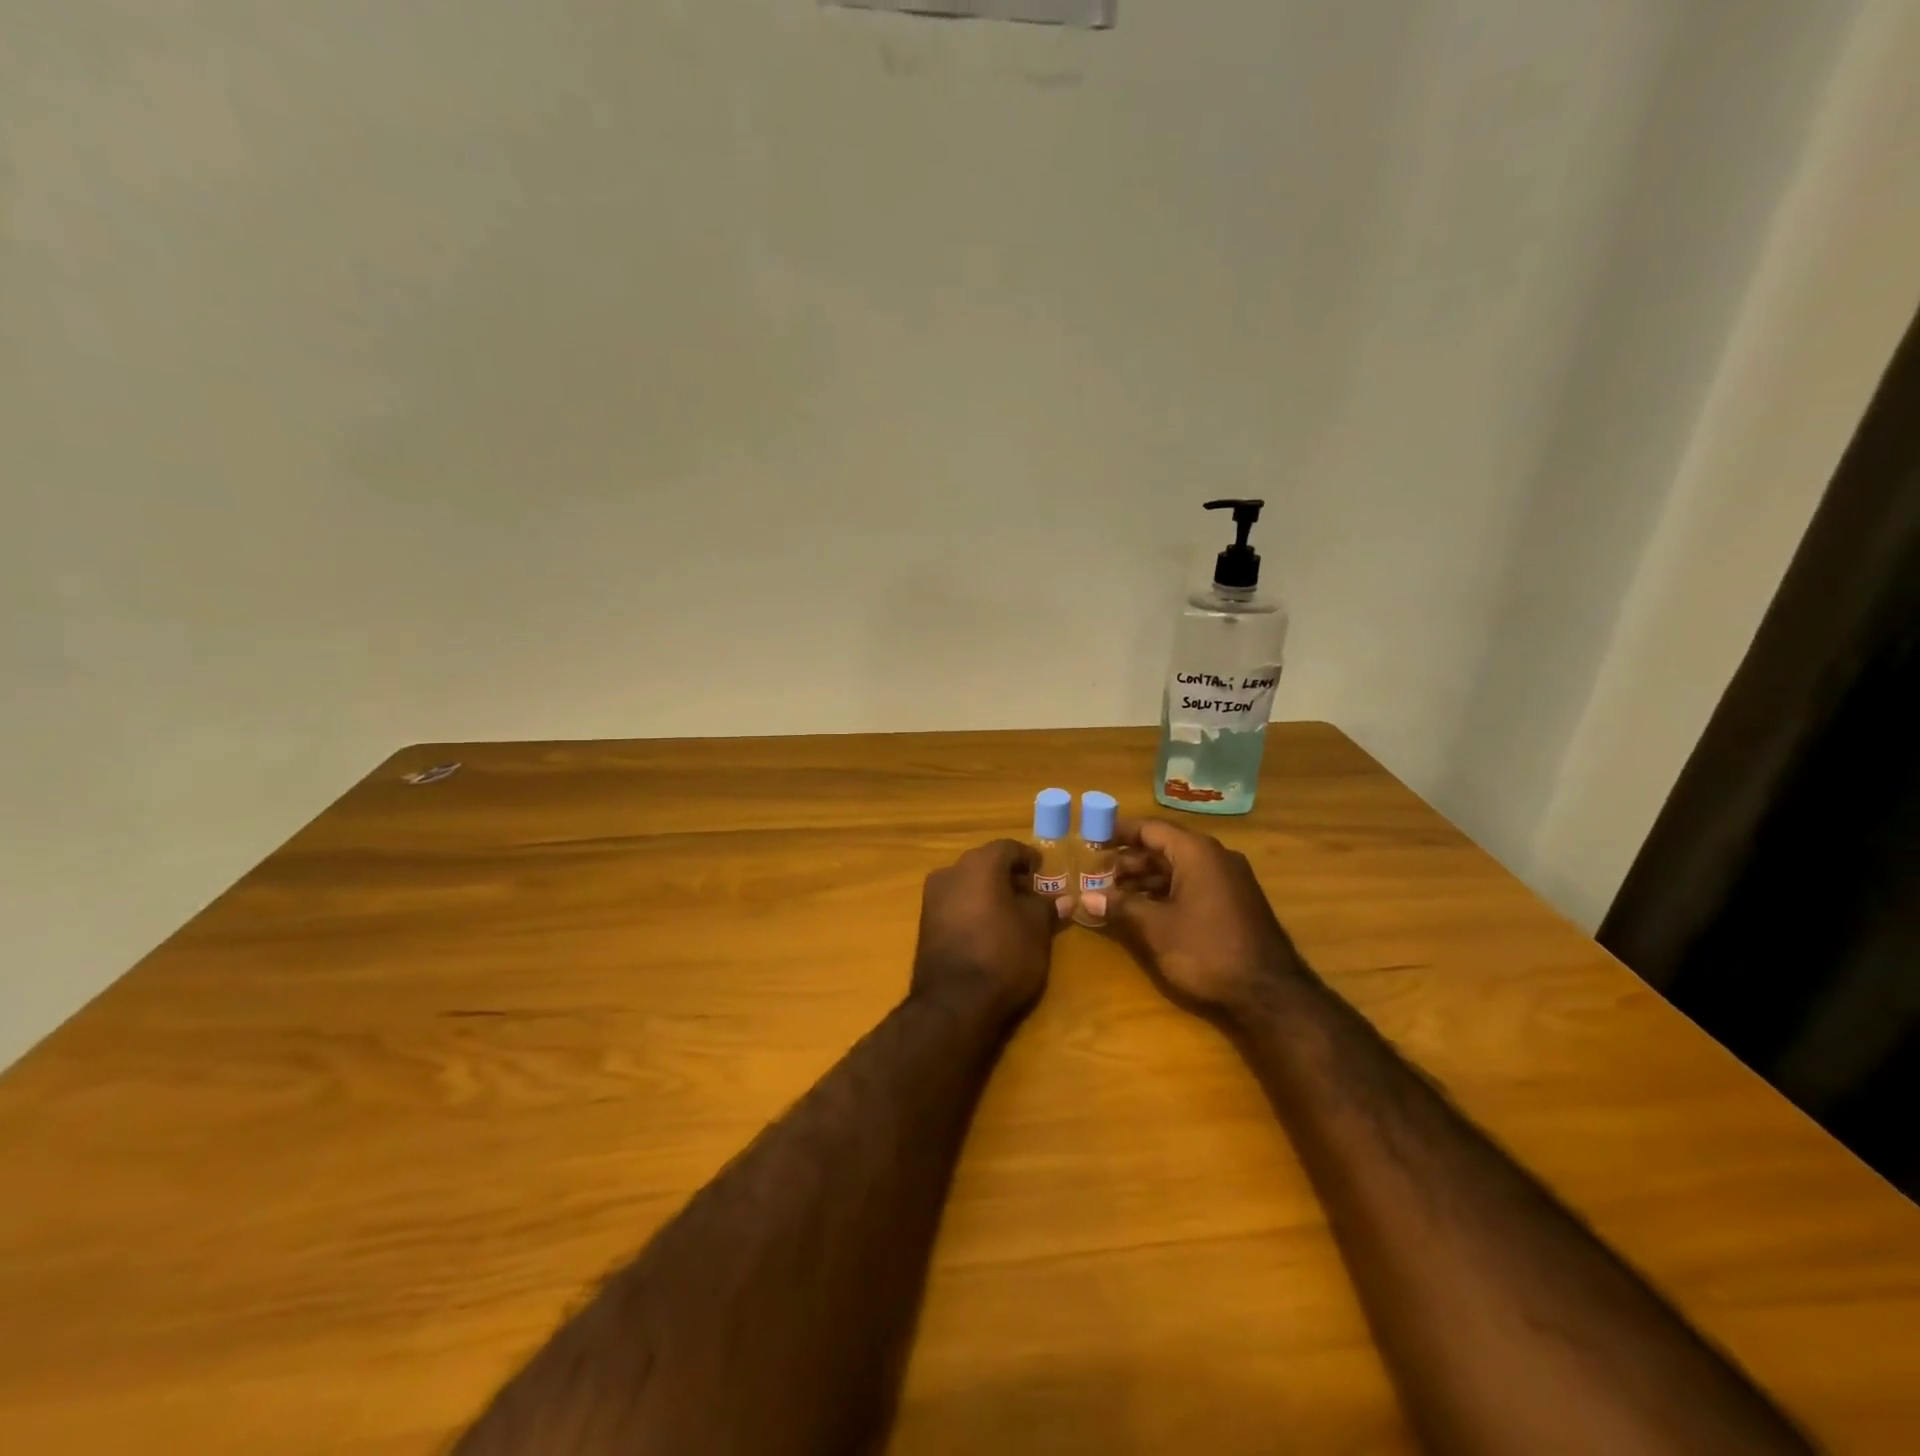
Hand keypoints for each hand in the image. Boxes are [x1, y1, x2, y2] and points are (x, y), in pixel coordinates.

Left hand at [911, 839, 1060, 1024]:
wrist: (953, 1003)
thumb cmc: (1003, 955)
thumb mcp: (1036, 930)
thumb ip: (1046, 907)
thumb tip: (1061, 899)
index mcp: (979, 864)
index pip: (1008, 848)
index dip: (1028, 858)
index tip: (1042, 871)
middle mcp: (951, 871)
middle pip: (985, 863)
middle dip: (1008, 875)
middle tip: (1030, 894)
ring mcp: (932, 897)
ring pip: (967, 883)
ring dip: (988, 892)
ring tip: (1011, 914)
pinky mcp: (924, 923)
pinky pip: (955, 904)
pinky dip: (973, 908)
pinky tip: (988, 929)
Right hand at [1106, 818, 1305, 1022]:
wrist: (1269, 993)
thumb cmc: (1206, 950)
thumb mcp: (1156, 928)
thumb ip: (1121, 907)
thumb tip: (1087, 898)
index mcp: (1197, 853)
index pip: (1151, 829)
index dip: (1120, 832)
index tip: (1093, 838)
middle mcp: (1215, 857)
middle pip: (1164, 848)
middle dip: (1129, 861)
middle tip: (1097, 875)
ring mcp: (1229, 880)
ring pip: (1178, 869)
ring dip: (1146, 879)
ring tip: (1114, 895)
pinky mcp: (1234, 903)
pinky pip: (1193, 885)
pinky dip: (1166, 892)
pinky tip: (1144, 910)